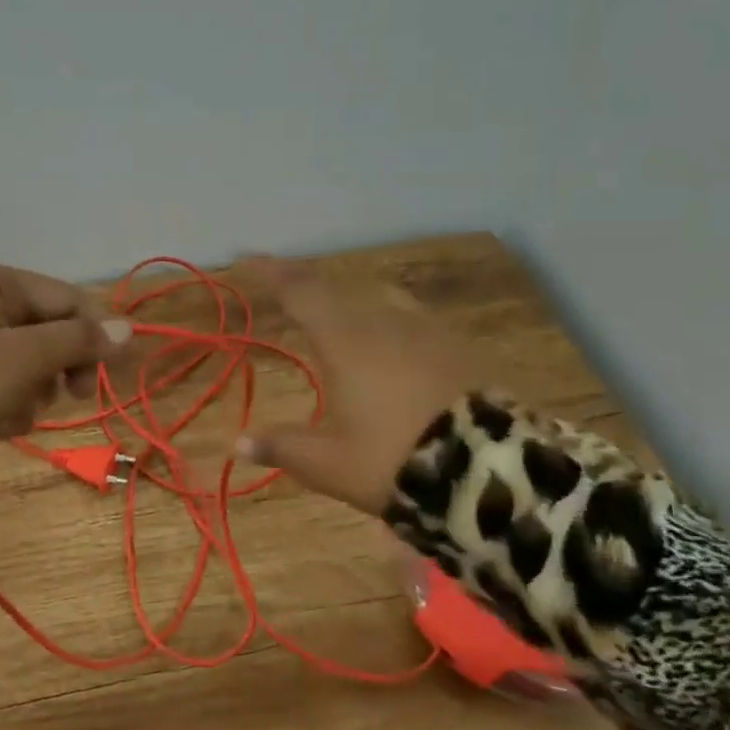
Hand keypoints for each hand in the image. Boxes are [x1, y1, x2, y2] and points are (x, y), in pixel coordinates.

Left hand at [0, 260, 130, 475]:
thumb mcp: (23, 360)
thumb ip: (79, 341)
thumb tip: (130, 329)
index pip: (68, 299)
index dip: (93, 337)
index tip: (105, 379)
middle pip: (50, 329)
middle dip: (58, 368)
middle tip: (70, 398)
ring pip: (30, 360)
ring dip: (34, 391)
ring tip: (15, 414)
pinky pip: (3, 379)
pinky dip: (9, 402)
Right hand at [237, 259, 501, 515]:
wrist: (491, 471)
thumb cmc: (395, 460)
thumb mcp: (329, 464)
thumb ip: (283, 447)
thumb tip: (238, 443)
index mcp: (345, 340)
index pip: (301, 292)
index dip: (274, 273)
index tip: (253, 258)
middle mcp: (384, 322)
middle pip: (340, 289)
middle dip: (310, 287)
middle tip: (291, 292)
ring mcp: (428, 330)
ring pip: (381, 298)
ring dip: (352, 300)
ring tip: (340, 315)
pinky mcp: (460, 346)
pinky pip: (413, 318)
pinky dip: (389, 321)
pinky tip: (394, 344)